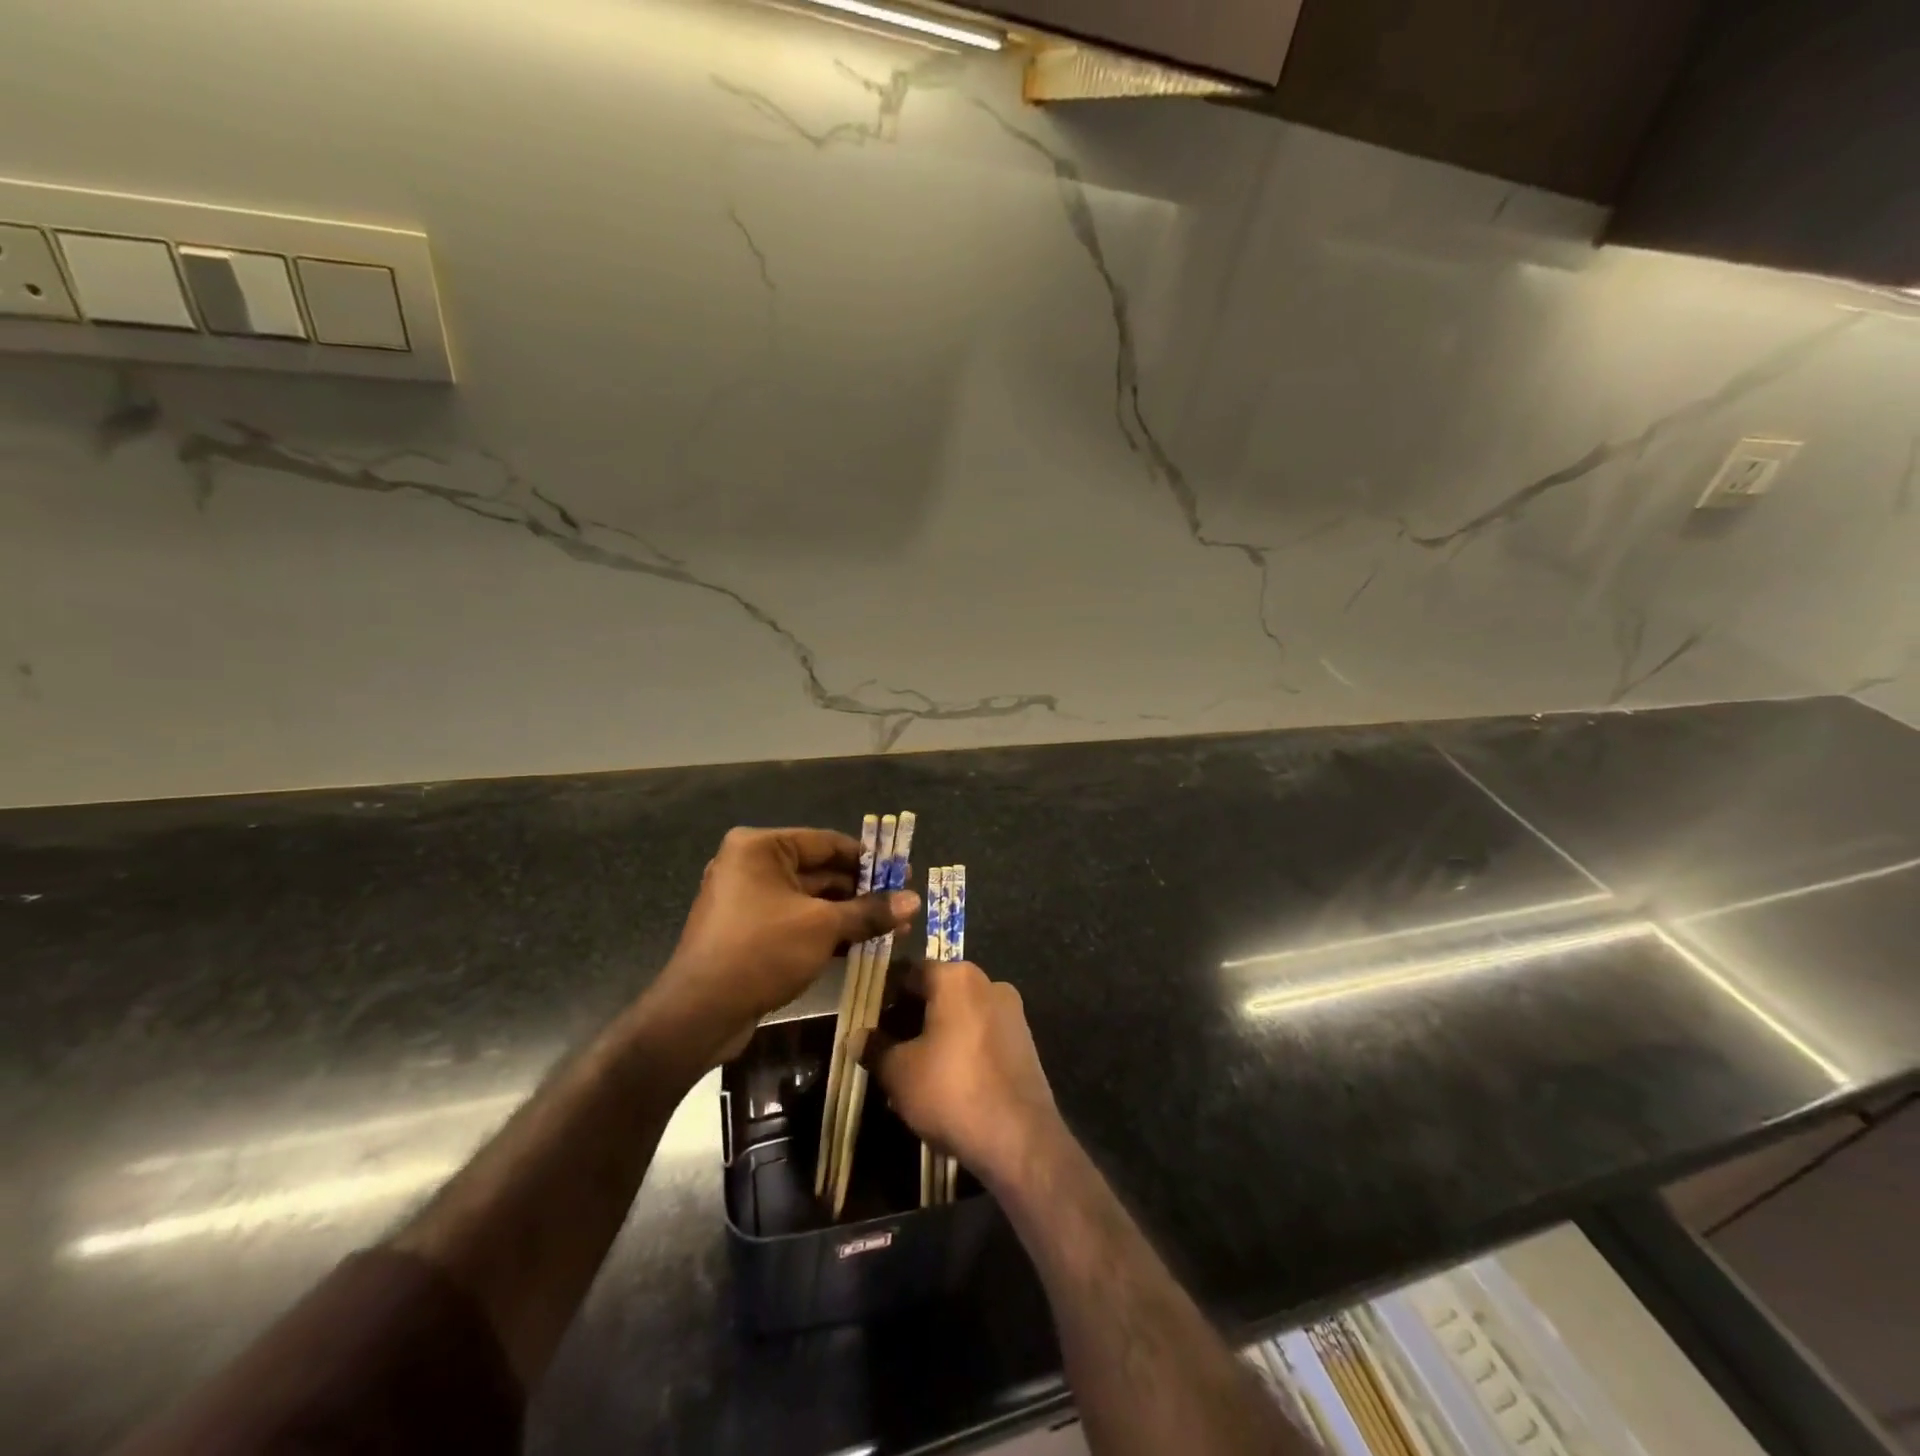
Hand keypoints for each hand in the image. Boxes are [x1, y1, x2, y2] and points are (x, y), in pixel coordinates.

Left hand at [654, 827, 917, 1062]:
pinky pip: (796, 921)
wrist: (699, 1014)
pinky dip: (827, 930)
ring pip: (810, 900)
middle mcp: (751, 866)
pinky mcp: (749, 932)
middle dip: (863, 891)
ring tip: (894, 928)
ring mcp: (748, 900)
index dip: (869, 859)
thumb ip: (869, 911)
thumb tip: (914, 900)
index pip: (827, 843)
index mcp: (761, 848)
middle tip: (903, 904)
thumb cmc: (762, 951)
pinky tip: (862, 945)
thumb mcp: (823, 927)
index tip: (904, 873)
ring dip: (849, 914)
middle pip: (819, 871)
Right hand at [865, 959, 1062, 1191]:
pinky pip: (982, 1033)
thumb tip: (857, 1037)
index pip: (910, 972)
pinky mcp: (1025, 1040)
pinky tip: (948, 1080)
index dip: (885, 995)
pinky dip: (962, 1047)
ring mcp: (1012, 1011)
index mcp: (956, 977)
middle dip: (911, 1016)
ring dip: (937, 1032)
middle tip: (887, 1047)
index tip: (869, 1021)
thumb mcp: (899, 1073)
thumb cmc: (951, 1091)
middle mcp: (988, 983)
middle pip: (938, 990)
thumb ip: (875, 1048)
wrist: (1020, 1138)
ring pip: (961, 1013)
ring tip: (914, 1069)